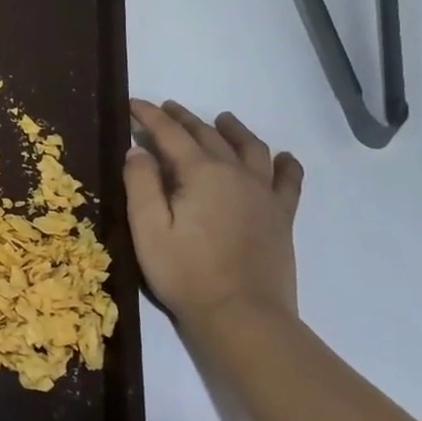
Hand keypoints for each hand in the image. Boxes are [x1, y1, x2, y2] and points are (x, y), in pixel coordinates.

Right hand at [123, 100, 303, 334]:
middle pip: (209, 135)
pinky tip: (282, 157)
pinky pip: (288, 181)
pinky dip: (284, 164)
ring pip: (251, 148)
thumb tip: (138, 150)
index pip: (170, 134)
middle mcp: (236, 174)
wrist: (243, 317)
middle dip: (184, 118)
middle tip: (166, 108)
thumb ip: (141, 184)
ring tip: (222, 119)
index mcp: (201, 173)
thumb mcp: (148, 229)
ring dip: (233, 130)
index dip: (150, 116)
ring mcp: (263, 195)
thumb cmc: (186, 273)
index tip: (133, 104)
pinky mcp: (281, 218)